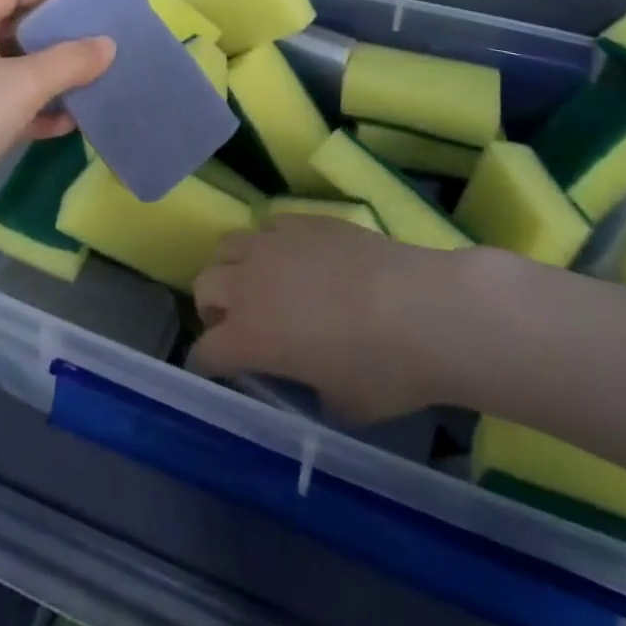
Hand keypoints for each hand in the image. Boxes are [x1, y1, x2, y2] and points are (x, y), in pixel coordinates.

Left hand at [0, 0, 113, 243]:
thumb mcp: (25, 84)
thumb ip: (70, 61)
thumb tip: (107, 45)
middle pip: (10, 26)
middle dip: (51, 32)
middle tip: (92, 38)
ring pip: (9, 69)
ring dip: (47, 74)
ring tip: (88, 79)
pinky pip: (3, 105)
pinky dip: (33, 109)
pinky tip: (67, 123)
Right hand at [192, 217, 469, 423]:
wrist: (421, 308)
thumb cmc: (383, 370)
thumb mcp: (343, 406)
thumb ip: (312, 393)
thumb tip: (314, 381)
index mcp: (249, 337)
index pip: (205, 351)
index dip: (209, 364)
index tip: (220, 371)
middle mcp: (248, 284)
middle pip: (204, 286)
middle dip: (213, 308)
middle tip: (240, 324)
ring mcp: (273, 244)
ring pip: (229, 246)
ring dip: (235, 267)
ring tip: (262, 282)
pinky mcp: (301, 220)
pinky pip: (269, 226)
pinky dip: (272, 243)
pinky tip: (297, 257)